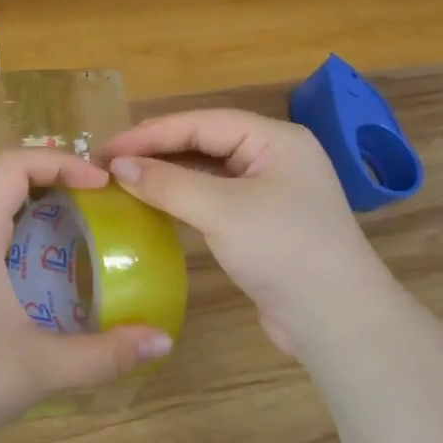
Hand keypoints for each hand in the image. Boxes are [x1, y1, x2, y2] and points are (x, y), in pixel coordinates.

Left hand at [0, 149, 174, 442]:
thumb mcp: (41, 368)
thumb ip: (105, 355)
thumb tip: (164, 341)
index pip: (15, 165)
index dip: (62, 163)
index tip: (101, 185)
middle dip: (49, 180)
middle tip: (93, 204)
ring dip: (27, 207)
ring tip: (71, 232)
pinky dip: (9, 232)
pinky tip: (32, 274)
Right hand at [101, 110, 399, 357]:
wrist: (336, 320)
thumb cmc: (283, 250)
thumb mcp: (222, 211)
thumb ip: (167, 183)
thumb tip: (117, 166)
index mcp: (274, 139)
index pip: (201, 123)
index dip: (150, 133)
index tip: (105, 149)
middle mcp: (273, 157)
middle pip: (204, 142)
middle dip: (156, 151)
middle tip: (107, 163)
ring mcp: (268, 191)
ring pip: (206, 171)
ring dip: (166, 174)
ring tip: (122, 180)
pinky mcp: (260, 223)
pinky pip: (213, 198)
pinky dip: (181, 198)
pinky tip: (153, 204)